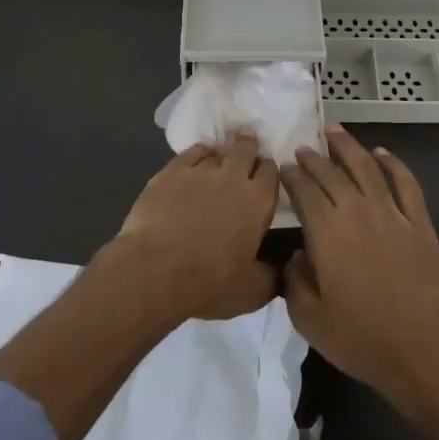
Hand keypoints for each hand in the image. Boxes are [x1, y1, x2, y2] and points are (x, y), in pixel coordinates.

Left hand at [113, 135, 280, 321]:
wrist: (154, 270)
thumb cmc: (208, 282)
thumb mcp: (252, 292)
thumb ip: (272, 276)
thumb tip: (284, 269)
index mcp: (257, 201)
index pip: (271, 172)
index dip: (269, 171)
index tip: (266, 175)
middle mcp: (233, 177)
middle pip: (246, 149)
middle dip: (249, 147)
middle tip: (248, 149)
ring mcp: (200, 170)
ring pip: (218, 151)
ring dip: (223, 153)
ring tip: (221, 157)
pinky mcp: (171, 171)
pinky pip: (192, 152)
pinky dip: (200, 152)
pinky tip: (199, 157)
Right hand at [281, 128, 438, 409]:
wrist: (423, 351)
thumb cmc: (361, 339)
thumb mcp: (309, 318)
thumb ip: (294, 281)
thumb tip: (295, 256)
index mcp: (327, 232)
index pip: (304, 191)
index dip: (292, 176)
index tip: (284, 167)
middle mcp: (357, 211)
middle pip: (332, 174)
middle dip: (314, 158)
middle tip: (303, 148)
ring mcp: (392, 214)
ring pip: (367, 167)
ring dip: (348, 146)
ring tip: (335, 131)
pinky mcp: (419, 223)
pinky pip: (406, 183)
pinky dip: (393, 163)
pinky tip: (382, 153)